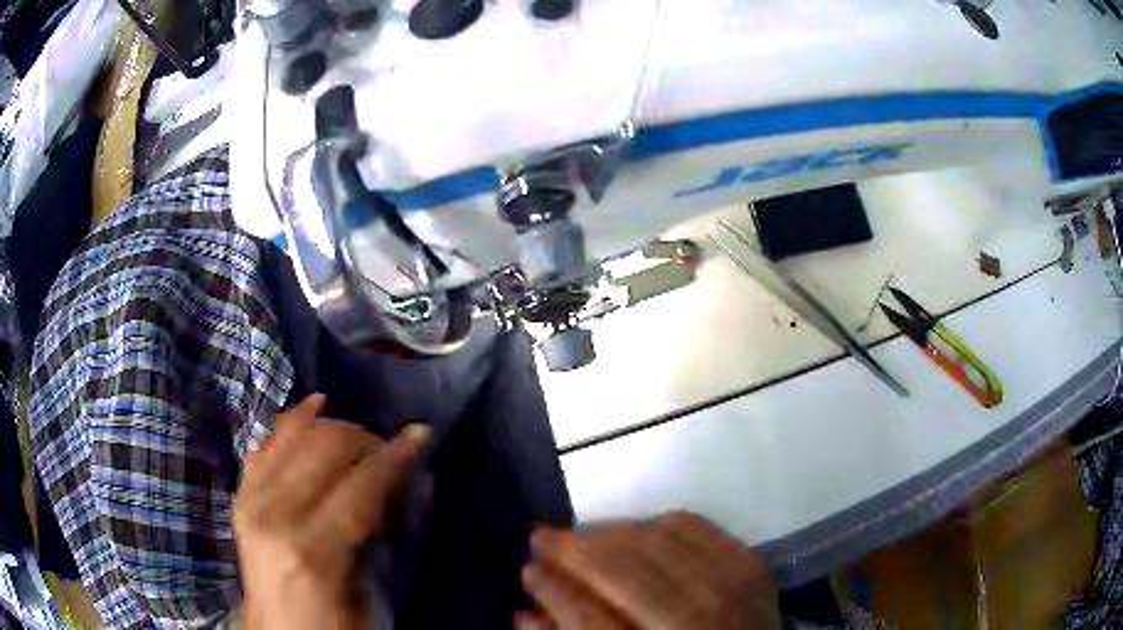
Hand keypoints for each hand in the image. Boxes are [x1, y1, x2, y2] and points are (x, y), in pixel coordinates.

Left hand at [234, 394, 428, 629]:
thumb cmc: (336, 625)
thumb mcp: (375, 594)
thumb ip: (392, 535)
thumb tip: (420, 482)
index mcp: (315, 551)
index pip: (361, 484)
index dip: (395, 456)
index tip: (421, 434)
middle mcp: (276, 515)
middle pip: (325, 448)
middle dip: (365, 439)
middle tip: (390, 451)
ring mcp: (251, 501)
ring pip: (295, 434)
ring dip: (333, 426)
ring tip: (359, 436)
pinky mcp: (241, 495)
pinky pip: (267, 441)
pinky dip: (292, 420)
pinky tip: (314, 406)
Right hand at [518, 512, 779, 629]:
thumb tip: (524, 614)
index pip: (590, 620)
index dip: (553, 592)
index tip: (528, 569)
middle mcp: (695, 619)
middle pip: (621, 571)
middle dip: (573, 551)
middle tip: (541, 538)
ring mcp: (729, 585)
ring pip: (651, 541)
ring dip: (606, 533)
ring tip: (579, 535)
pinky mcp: (749, 560)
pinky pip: (691, 524)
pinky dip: (654, 523)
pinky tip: (633, 530)